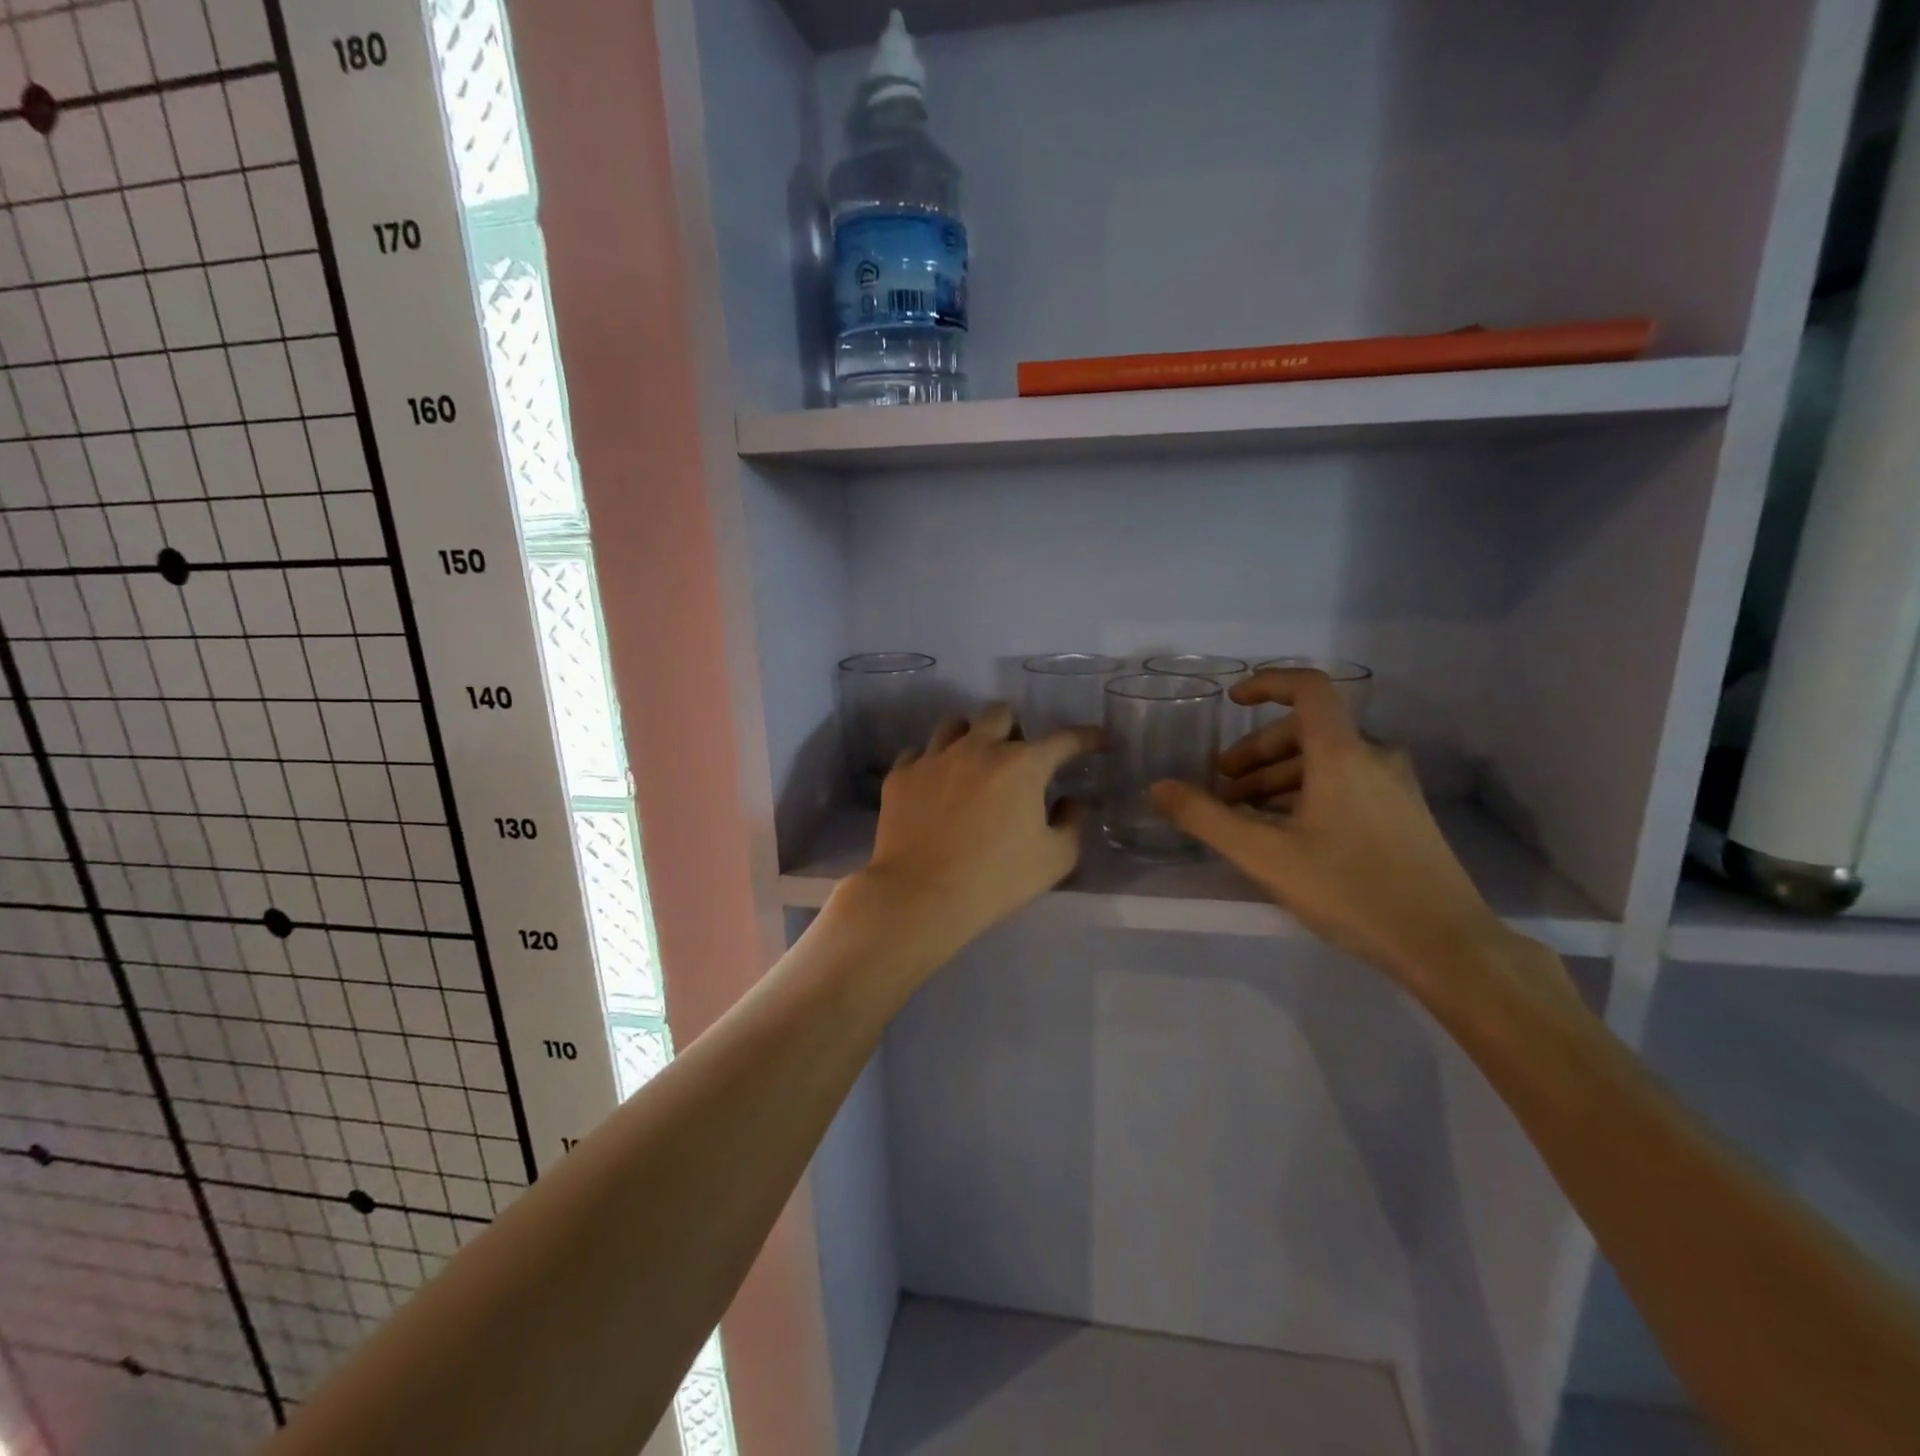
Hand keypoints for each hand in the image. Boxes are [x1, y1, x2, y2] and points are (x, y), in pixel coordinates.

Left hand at [855, 703, 1099, 960]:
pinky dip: (931, 765)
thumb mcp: (1055, 859)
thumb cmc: (996, 879)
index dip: (1088, 737)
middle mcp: (978, 748)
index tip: (1099, 741)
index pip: (1064, 739)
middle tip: (1015, 759)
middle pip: (999, 713)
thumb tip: (1073, 801)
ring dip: (969, 737)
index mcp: (1022, 765)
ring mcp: (934, 758)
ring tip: (971, 764)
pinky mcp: (902, 775)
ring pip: (953, 724)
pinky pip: (917, 753)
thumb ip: (1073, 823)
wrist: (921, 895)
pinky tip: (933, 787)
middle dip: (1014, 728)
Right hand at [1150, 670, 1517, 997]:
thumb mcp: (1264, 855)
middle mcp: (1373, 757)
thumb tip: (1159, 787)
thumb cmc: (1350, 891)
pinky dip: (1308, 790)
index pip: (1308, 688)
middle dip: (1256, 751)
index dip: (1267, 683)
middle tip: (1222, 784)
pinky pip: (1347, 782)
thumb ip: (1206, 818)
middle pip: (1307, 730)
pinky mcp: (1405, 812)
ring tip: (1246, 813)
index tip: (1231, 702)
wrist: (1445, 944)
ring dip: (1278, 775)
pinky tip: (1287, 830)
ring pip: (1326, 759)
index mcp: (1342, 754)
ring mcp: (1395, 785)